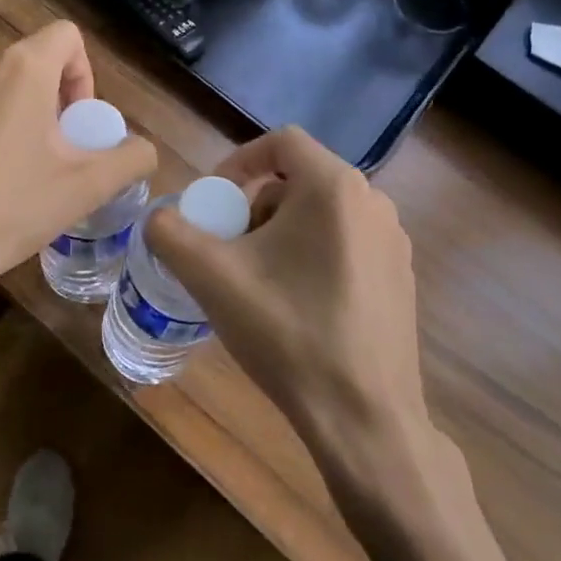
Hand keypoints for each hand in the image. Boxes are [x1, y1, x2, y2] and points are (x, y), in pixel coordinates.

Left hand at [0, 21, 155, 355]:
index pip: (68, 37)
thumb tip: (143, 151)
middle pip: (36, 62)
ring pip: (4, 85)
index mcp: (22, 67)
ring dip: (24, 116)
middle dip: (57, 101)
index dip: (85, 75)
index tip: (79, 125)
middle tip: (58, 156)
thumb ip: (129, 159)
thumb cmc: (7, 208)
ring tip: (23, 172)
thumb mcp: (85, 187)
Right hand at [145, 126, 426, 456]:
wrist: (364, 419)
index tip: (214, 201)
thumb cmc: (288, 333)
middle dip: (254, 206)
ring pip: (321, 214)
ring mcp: (393, 242)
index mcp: (335, 187)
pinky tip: (295, 306)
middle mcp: (373, 202)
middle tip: (229, 249)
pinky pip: (345, 243)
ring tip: (257, 281)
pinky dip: (311, 255)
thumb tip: (159, 220)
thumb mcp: (212, 277)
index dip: (239, 162)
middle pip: (299, 180)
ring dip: (280, 233)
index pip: (281, 142)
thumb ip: (170, 234)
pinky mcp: (400, 278)